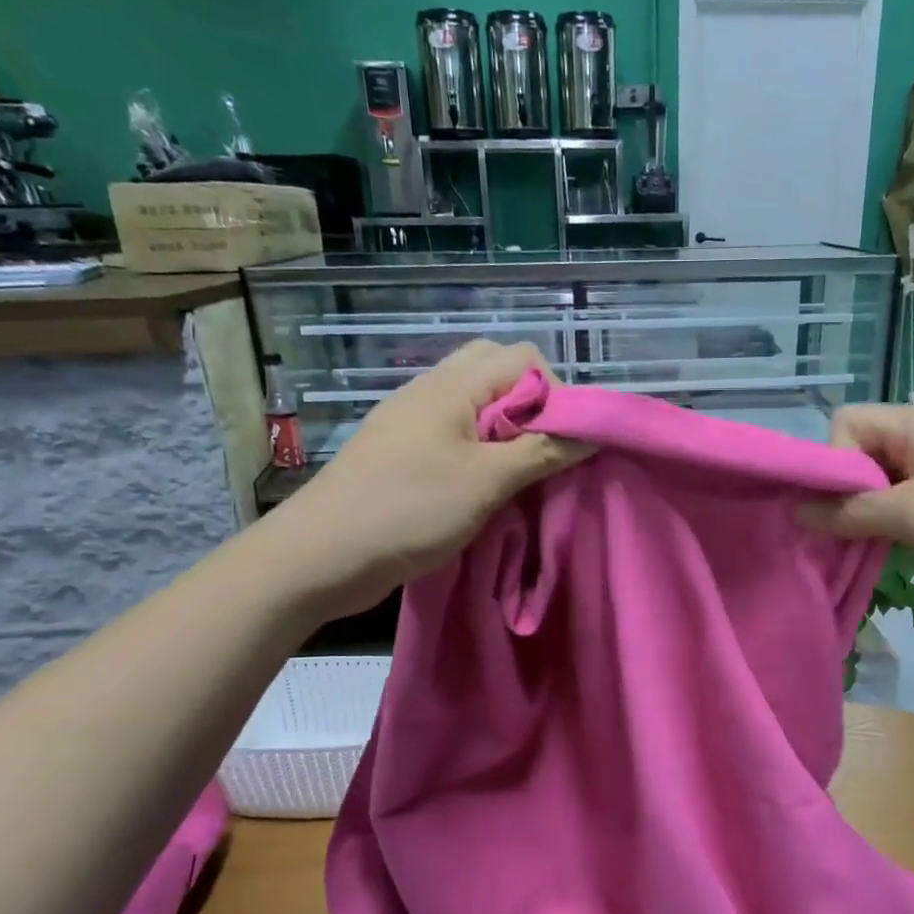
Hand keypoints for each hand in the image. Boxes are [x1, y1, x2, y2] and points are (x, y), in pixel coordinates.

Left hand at [260, 341, 588, 613]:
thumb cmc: (408, 510)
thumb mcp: (486, 482)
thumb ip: (542, 452)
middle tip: (541, 454)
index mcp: (452, 385)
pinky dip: (482, 451)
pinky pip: (457, 434)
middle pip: (498, 373)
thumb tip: (592, 433)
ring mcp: (414, 421)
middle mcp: (432, 390)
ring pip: (478, 406)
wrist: (322, 556)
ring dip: (508, 433)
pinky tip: (486, 488)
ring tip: (518, 475)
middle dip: (532, 408)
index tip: (561, 444)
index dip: (555, 393)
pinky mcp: (404, 452)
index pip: (524, 358)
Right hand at [801, 403, 913, 613]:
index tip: (842, 506)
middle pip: (859, 456)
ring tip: (860, 552)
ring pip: (878, 488)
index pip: (847, 424)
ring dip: (863, 519)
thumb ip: (851, 512)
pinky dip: (887, 531)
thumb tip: (799, 513)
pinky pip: (902, 510)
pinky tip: (885, 557)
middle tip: (841, 538)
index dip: (833, 461)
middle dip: (842, 496)